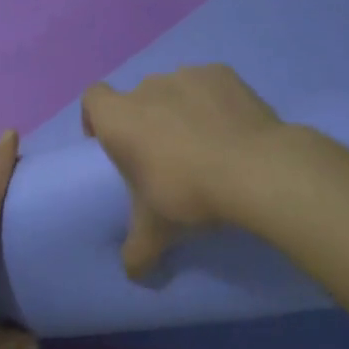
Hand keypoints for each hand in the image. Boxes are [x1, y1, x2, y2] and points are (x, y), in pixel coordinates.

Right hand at [81, 66, 283, 278]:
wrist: (256, 171)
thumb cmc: (188, 194)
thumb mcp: (156, 232)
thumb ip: (137, 252)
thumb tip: (133, 275)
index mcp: (118, 119)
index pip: (92, 99)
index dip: (96, 119)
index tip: (111, 144)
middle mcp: (147, 89)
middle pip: (136, 99)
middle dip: (145, 121)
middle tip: (164, 156)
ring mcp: (187, 76)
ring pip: (173, 90)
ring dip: (179, 110)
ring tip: (203, 143)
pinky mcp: (223, 73)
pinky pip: (208, 86)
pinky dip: (213, 102)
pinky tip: (230, 129)